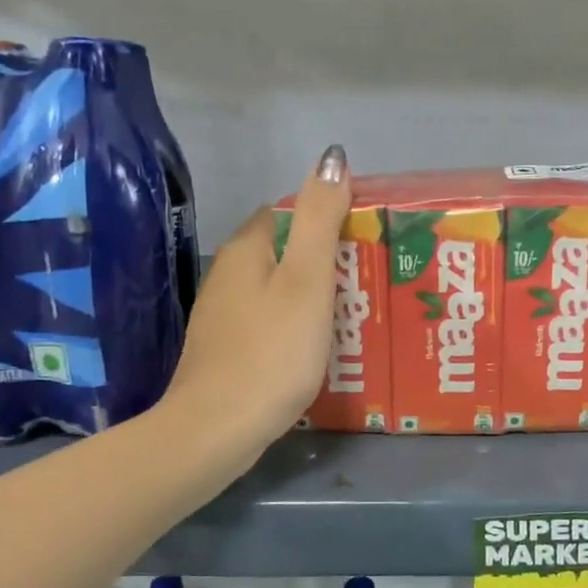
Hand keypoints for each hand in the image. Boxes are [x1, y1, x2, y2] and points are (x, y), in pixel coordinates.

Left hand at [164, 144, 352, 454]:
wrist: (216, 431)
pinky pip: (270, 321)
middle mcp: (228, 275)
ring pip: (277, 288)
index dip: (328, 216)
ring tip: (357, 310)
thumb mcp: (306, 280)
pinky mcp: (227, 349)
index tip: (367, 237)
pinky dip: (296, 323)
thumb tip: (331, 157)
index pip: (288, 211)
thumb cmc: (272, 351)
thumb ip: (319, 219)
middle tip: (371, 277)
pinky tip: (320, 345)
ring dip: (313, 293)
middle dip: (325, 258)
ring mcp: (224, 315)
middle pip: (284, 251)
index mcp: (246, 250)